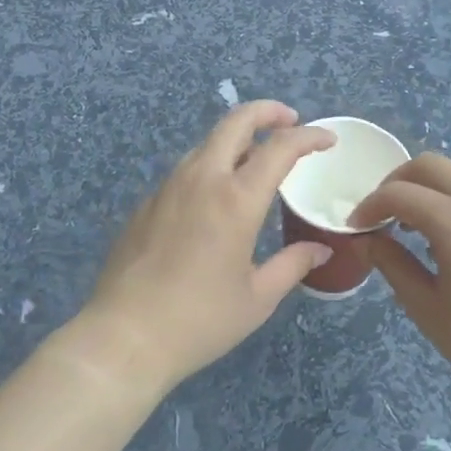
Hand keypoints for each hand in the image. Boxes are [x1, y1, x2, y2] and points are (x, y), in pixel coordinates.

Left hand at [79, 101, 334, 392]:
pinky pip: (187, 169)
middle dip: (268, 112)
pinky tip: (216, 196)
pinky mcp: (147, 202)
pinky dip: (212, 165)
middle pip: (237, 121)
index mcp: (236, 199)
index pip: (280, 147)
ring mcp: (169, 186)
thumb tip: (320, 250)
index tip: (328, 140)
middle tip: (291, 121)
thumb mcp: (257, 298)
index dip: (309, 136)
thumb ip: (292, 265)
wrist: (122, 338)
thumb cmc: (199, 320)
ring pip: (208, 142)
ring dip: (238, 138)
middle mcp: (203, 179)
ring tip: (257, 158)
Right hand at [355, 154, 450, 414]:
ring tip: (413, 228)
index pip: (400, 193)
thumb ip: (392, 265)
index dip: (370, 205)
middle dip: (397, 182)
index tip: (356, 227)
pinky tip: (450, 239)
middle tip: (381, 214)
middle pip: (429, 165)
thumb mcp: (427, 308)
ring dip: (428, 188)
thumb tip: (367, 241)